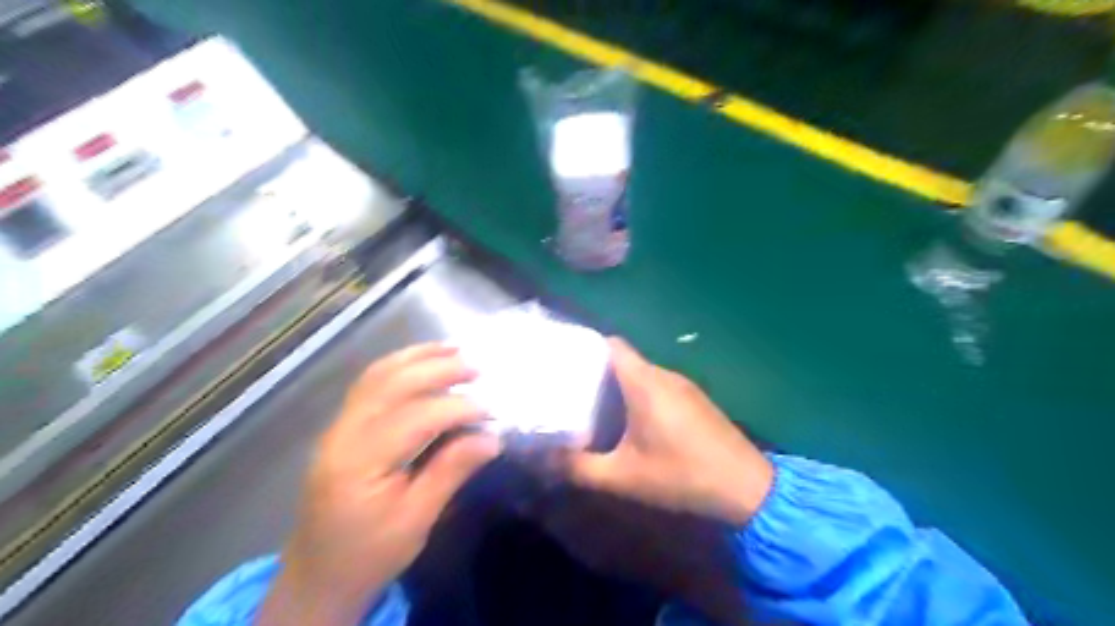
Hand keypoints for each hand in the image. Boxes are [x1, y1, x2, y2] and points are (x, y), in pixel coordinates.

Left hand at [256, 344, 500, 622]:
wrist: (317, 576)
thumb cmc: (369, 555)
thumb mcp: (415, 522)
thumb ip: (450, 472)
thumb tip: (491, 438)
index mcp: (359, 462)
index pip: (416, 417)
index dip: (457, 408)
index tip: (491, 413)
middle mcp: (343, 433)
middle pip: (393, 384)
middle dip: (438, 370)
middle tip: (477, 369)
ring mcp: (338, 427)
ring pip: (377, 376)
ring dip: (417, 357)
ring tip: (453, 349)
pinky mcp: (341, 427)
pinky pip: (370, 384)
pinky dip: (399, 365)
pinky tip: (422, 361)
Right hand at [564, 339, 771, 525]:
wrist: (747, 488)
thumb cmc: (681, 475)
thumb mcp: (623, 476)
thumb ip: (579, 467)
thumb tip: (541, 459)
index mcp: (645, 382)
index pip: (609, 344)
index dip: (583, 346)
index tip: (559, 358)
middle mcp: (664, 374)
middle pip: (622, 358)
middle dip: (593, 369)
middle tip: (565, 385)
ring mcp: (683, 386)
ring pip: (640, 372)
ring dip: (615, 383)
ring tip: (587, 400)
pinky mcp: (694, 399)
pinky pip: (656, 385)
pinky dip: (636, 393)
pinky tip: (625, 418)